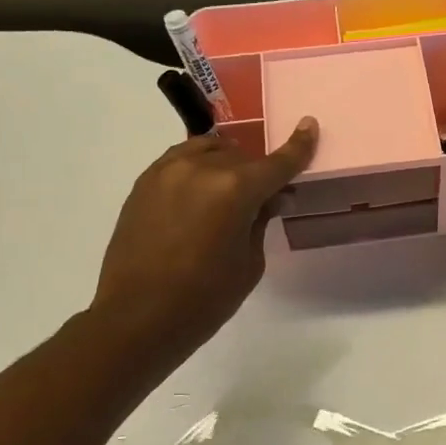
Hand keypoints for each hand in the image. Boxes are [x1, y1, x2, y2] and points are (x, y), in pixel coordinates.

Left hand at [92, 119, 317, 366]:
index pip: (277, 162)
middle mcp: (201, 168)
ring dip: (225, 164)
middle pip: (242, 157)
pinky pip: (180, 160)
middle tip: (262, 200)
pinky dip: (198, 168)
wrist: (136, 318)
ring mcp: (167, 171)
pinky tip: (199, 194)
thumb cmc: (205, 299)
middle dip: (257, 174)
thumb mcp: (249, 263)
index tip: (309, 126)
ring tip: (227, 191)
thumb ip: (261, 220)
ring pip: (209, 149)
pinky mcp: (144, 182)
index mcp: (235, 189)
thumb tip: (272, 197)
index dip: (297, 146)